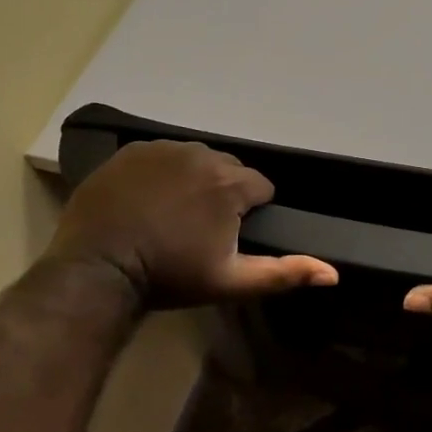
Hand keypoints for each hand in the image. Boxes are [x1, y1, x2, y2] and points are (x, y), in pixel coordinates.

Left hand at [46, 140, 336, 308]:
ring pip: (197, 159)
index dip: (250, 213)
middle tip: (200, 228)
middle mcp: (203, 155)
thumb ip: (284, 273)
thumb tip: (333, 274)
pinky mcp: (133, 151)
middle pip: (230, 170)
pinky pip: (163, 155)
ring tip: (173, 213)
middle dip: (224, 194)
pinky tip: (148, 199)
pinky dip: (164, 172)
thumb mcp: (231, 282)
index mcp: (231, 184)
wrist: (98, 269)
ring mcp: (164, 149)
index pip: (261, 187)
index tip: (228, 237)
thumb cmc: (170, 276)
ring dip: (195, 180)